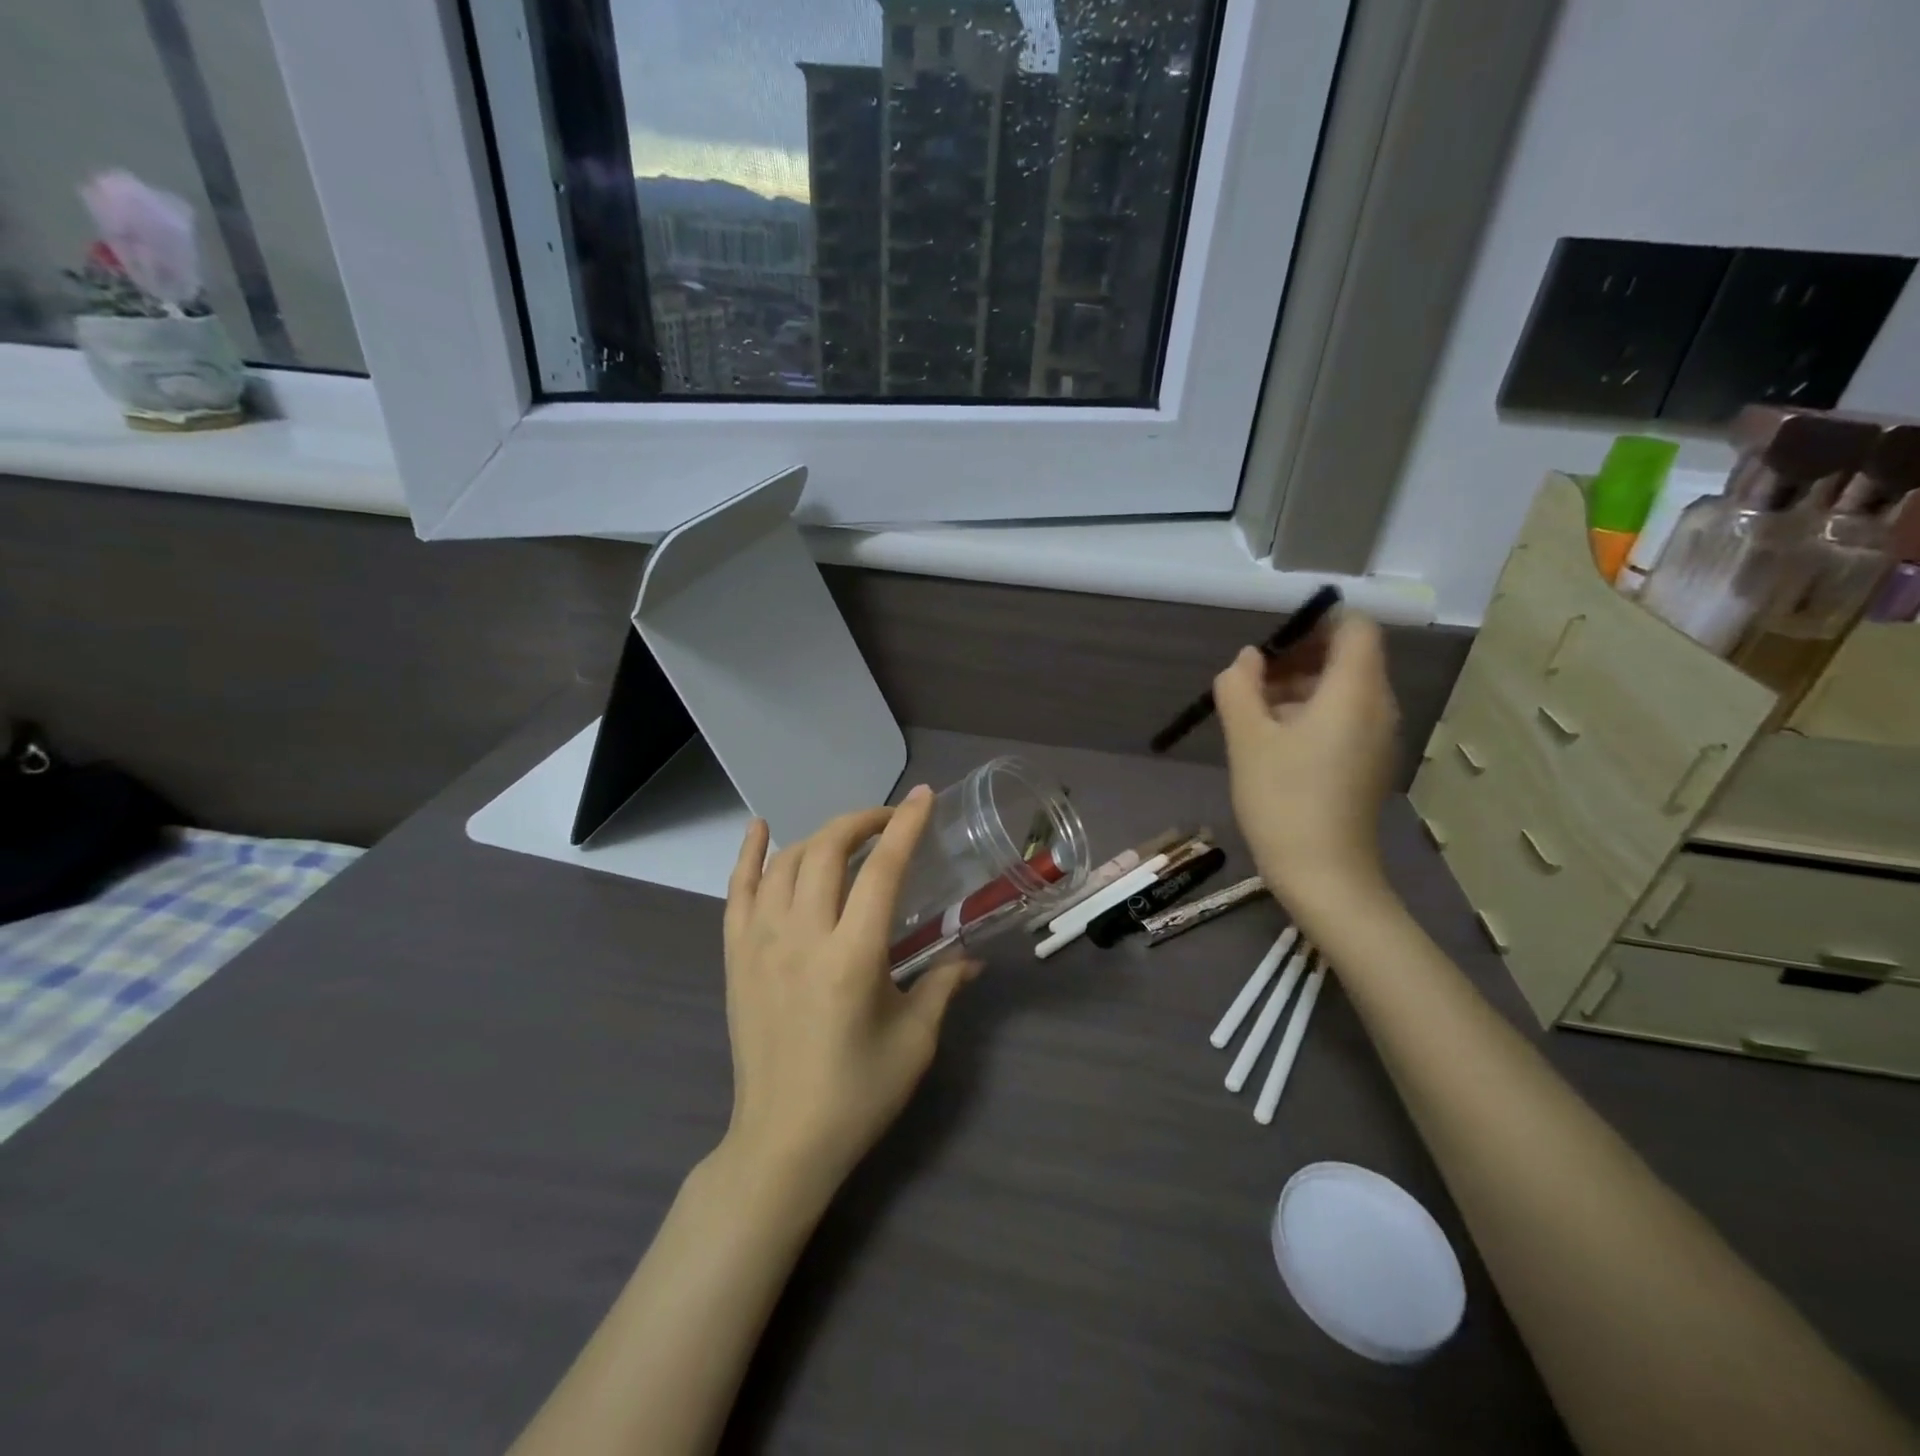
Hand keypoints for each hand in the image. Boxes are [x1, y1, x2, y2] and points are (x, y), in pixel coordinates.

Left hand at [719, 786, 975, 1196]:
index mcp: (852, 957)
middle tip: (890, 820)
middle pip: (828, 851)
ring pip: (786, 862)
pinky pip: (737, 890)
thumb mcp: (915, 1041)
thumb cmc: (857, 1095)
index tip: (923, 797)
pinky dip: (748, 854)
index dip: (905, 827)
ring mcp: (760, 943)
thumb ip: (943, 986)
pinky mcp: (735, 956)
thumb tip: (974, 957)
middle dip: (862, 822)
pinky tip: (760, 828)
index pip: (881, 870)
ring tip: (847, 836)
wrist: (782, 1141)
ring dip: (820, 837)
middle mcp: (801, 937)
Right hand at [1214, 613, 1399, 910]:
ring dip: (1299, 689)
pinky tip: (1274, 744)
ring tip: (1253, 714)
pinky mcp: (1369, 763)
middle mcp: (1379, 707)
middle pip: (1348, 658)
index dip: (1316, 623)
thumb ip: (1239, 687)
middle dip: (1299, 658)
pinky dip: (1312, 715)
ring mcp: (1378, 738)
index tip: (1272, 644)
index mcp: (1355, 692)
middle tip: (1252, 681)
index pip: (1355, 628)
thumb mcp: (1247, 739)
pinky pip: (1345, 719)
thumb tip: (1246, 660)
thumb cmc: (1283, 799)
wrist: (1323, 875)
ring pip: (1344, 690)